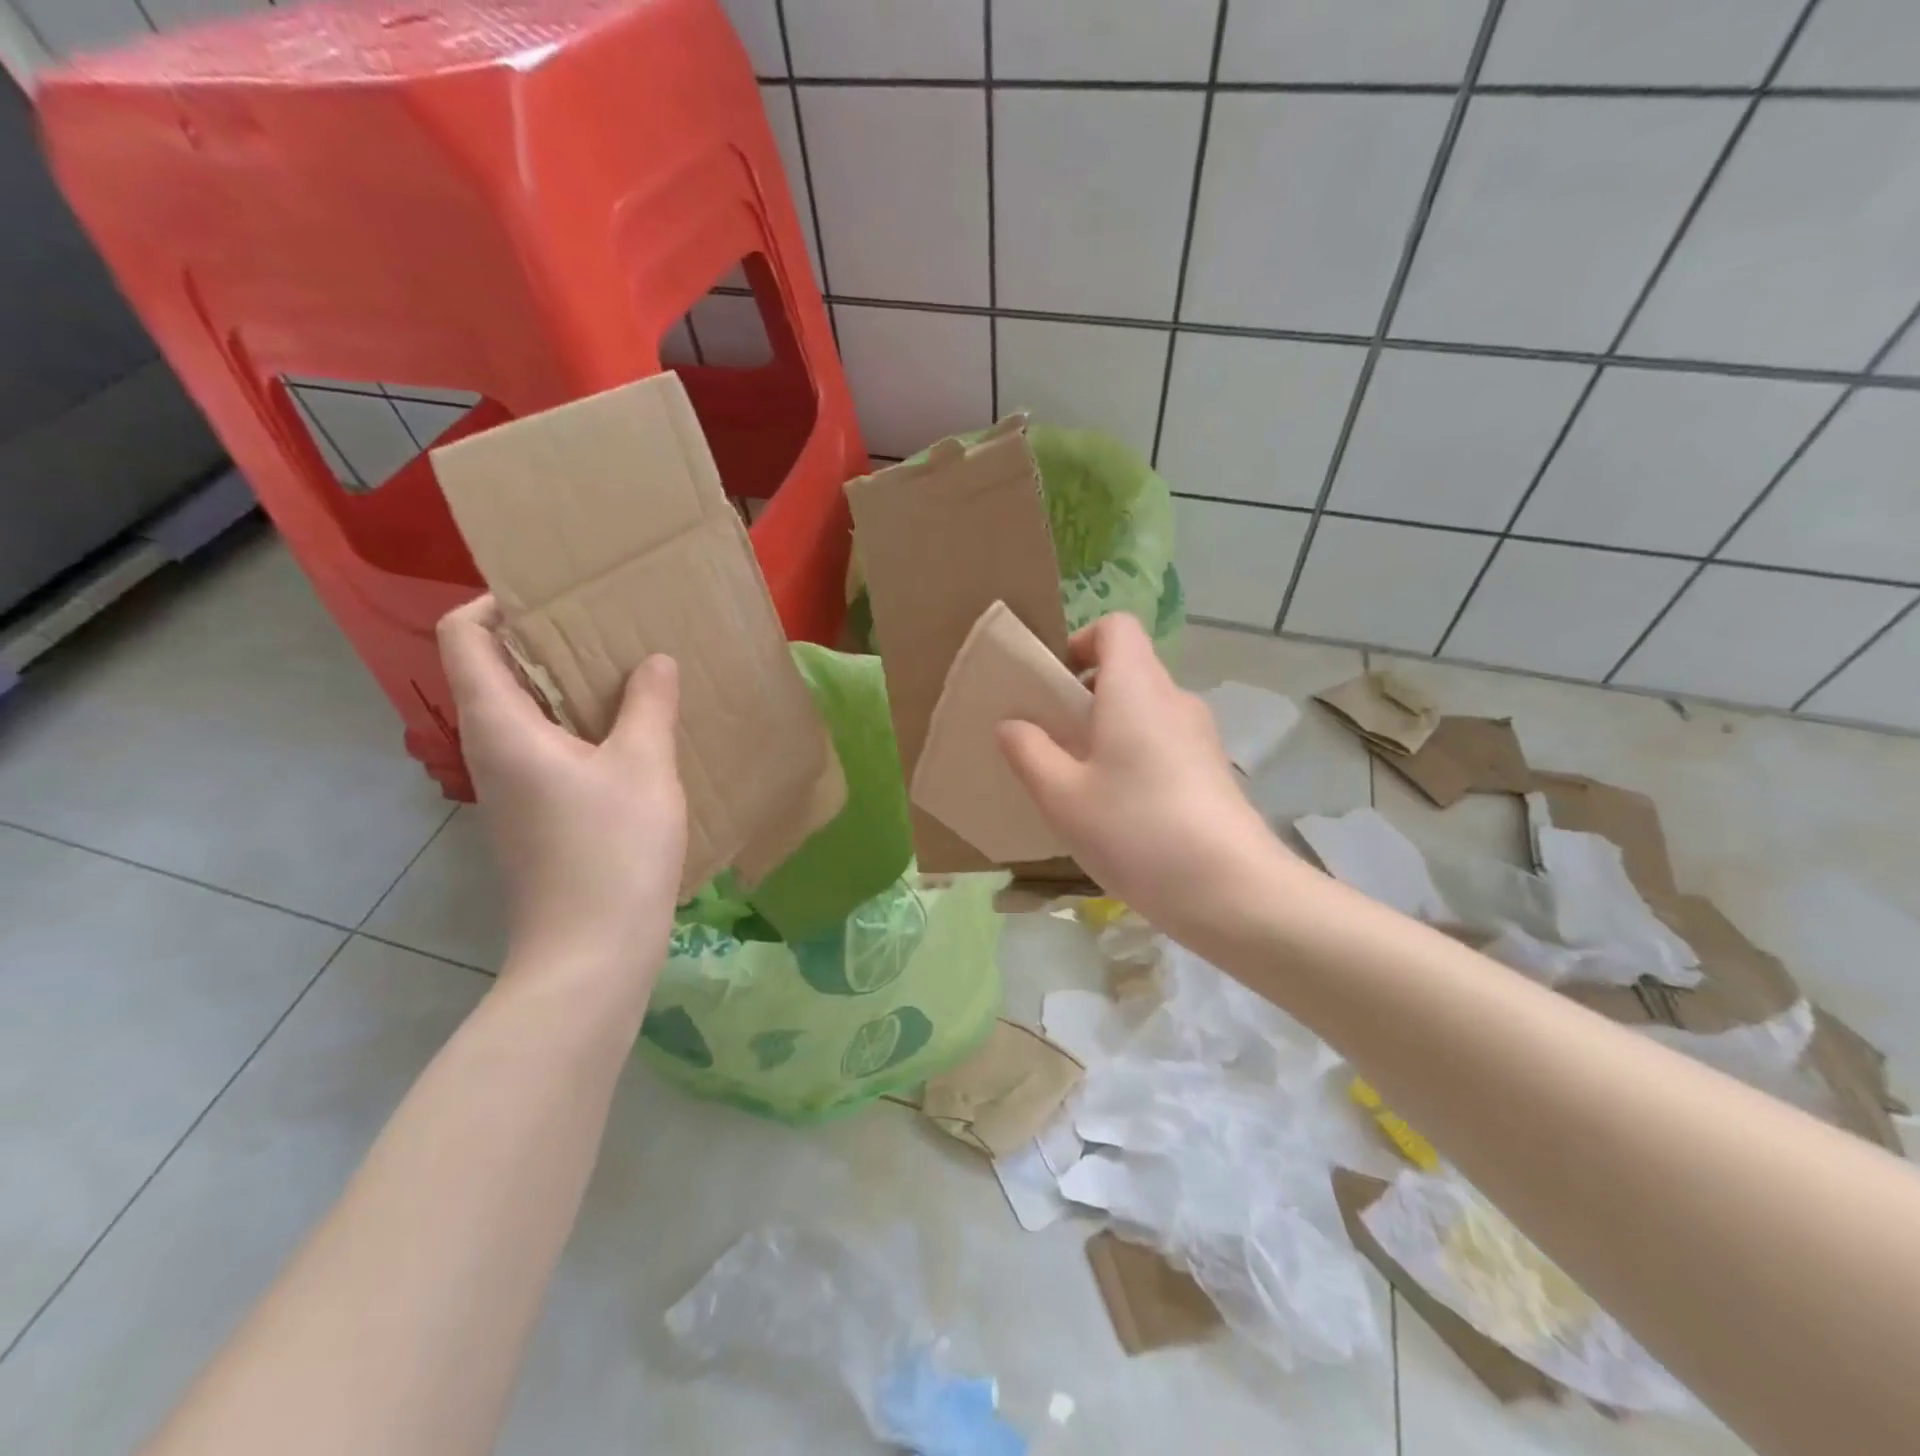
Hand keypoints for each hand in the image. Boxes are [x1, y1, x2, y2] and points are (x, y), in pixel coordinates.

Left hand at [437, 597, 686, 987]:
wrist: (591, 953)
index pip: (464, 638)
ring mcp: (510, 791)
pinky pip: (546, 751)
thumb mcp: (644, 767)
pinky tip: (631, 737)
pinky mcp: (534, 819)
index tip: (553, 593)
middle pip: (495, 673)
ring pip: (524, 716)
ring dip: (567, 688)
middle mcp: (491, 752)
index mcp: (501, 726)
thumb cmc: (612, 850)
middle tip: (608, 626)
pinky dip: (578, 729)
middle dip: (545, 642)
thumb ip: (649, 704)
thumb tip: (654, 662)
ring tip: (627, 674)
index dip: (496, 603)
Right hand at [997, 613, 1298, 946]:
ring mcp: (1200, 735)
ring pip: (1145, 711)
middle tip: (1052, 742)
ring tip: (1080, 782)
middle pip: (1128, 670)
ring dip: (1109, 731)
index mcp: (1137, 687)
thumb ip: (1029, 752)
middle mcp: (1174, 699)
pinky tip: (1119, 810)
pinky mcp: (1212, 770)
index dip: (1080, 643)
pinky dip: (1135, 757)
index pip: (1115, 627)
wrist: (1230, 890)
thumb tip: (1012, 724)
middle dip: (1085, 696)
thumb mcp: (1062, 796)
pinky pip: (1163, 743)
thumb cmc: (1135, 829)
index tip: (1054, 686)